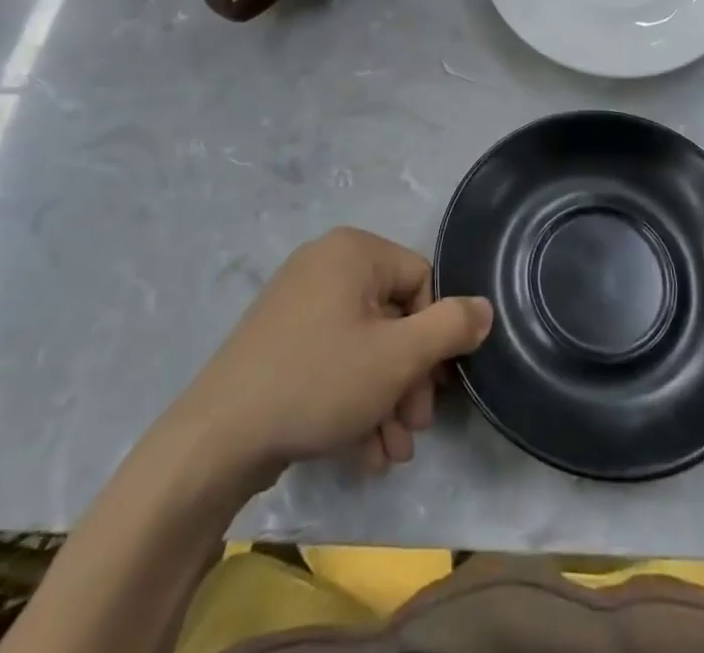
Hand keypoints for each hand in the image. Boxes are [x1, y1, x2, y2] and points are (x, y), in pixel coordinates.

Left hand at [176, 228, 491, 483]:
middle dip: (409, 379)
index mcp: (354, 251)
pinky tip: (361, 451)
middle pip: (392, 316)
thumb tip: (485, 307)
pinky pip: (332, 358)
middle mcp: (326, 264)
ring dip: (385, 399)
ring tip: (389, 453)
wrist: (217, 437)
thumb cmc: (318, 381)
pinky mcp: (280, 339)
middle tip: (413, 430)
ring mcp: (298, 302)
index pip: (420, 280)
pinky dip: (352, 399)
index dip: (434, 337)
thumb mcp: (397, 357)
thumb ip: (450, 327)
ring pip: (364, 345)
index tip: (433, 392)